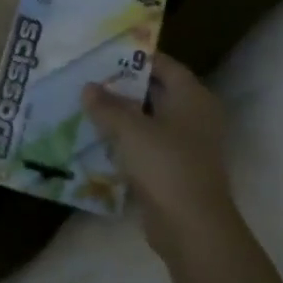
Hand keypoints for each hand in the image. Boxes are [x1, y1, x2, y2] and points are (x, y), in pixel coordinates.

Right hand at [82, 53, 238, 253]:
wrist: (192, 228)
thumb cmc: (166, 166)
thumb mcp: (130, 130)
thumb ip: (107, 106)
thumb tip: (88, 87)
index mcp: (192, 97)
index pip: (164, 65)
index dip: (135, 57)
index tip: (104, 54)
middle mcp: (195, 116)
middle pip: (157, 92)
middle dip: (123, 87)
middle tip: (89, 79)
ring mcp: (188, 145)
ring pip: (151, 121)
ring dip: (123, 116)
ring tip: (87, 107)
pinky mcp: (177, 170)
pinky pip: (149, 146)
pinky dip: (128, 142)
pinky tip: (99, 140)